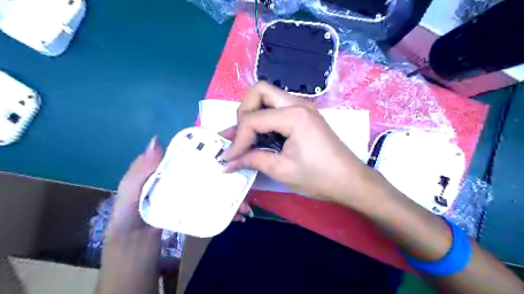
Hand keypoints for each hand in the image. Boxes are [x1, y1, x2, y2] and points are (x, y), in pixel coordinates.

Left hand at [109, 137, 253, 239]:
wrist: (134, 245)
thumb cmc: (130, 214)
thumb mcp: (130, 189)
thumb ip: (141, 169)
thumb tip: (157, 140)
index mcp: (173, 170)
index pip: (195, 154)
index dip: (212, 150)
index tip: (232, 148)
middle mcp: (188, 179)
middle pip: (213, 172)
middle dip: (231, 174)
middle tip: (246, 177)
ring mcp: (195, 195)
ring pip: (219, 190)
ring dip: (235, 195)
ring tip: (245, 205)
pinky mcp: (199, 210)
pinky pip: (217, 207)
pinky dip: (229, 211)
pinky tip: (238, 216)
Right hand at [223, 81, 374, 202]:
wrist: (350, 181)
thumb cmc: (319, 177)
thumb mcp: (281, 170)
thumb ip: (252, 160)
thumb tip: (228, 162)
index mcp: (293, 115)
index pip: (253, 119)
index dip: (237, 139)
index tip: (229, 157)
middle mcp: (297, 104)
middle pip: (259, 92)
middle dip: (244, 112)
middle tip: (239, 134)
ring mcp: (302, 108)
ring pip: (268, 97)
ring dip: (252, 113)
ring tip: (241, 135)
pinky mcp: (304, 116)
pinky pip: (277, 110)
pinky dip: (264, 119)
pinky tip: (256, 135)